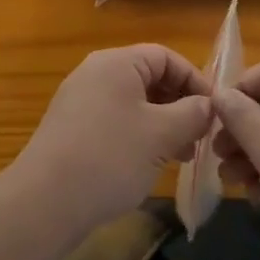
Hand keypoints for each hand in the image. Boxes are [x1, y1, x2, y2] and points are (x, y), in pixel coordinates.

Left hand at [13, 45, 213, 236]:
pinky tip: (148, 164)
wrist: (45, 202)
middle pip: (149, 78)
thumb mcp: (162, 134)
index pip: (166, 57)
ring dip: (162, 124)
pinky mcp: (71, 128)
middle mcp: (95, 73)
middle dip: (179, 105)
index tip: (215, 111)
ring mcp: (79, 101)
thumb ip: (193, 113)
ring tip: (180, 156)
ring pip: (133, 103)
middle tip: (200, 137)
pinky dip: (138, 135)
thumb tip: (208, 105)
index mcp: (117, 62)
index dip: (195, 80)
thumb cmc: (111, 157)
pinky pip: (114, 120)